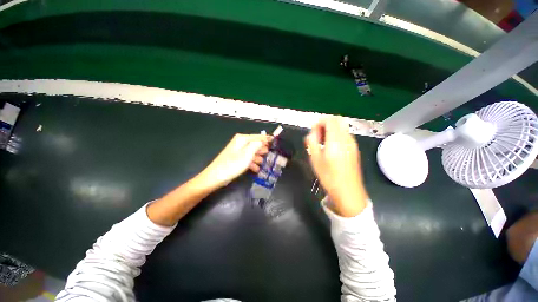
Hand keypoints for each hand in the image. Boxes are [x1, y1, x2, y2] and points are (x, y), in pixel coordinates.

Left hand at [197, 134, 270, 189]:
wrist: (216, 177)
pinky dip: (252, 163)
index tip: (275, 142)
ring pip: (253, 152)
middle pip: (256, 144)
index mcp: (242, 139)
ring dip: (258, 158)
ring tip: (262, 165)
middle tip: (269, 156)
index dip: (267, 139)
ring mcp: (238, 150)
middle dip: (262, 150)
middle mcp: (240, 142)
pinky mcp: (237, 158)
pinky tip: (256, 169)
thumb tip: (264, 139)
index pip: (258, 136)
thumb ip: (257, 145)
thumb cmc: (233, 165)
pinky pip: (248, 158)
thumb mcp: (247, 154)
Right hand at [305, 118, 367, 216]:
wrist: (348, 191)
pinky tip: (331, 148)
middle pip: (338, 120)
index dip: (319, 122)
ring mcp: (352, 143)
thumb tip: (311, 134)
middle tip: (318, 135)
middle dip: (326, 123)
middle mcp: (346, 139)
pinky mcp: (354, 149)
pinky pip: (345, 135)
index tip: (313, 131)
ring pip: (342, 127)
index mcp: (336, 140)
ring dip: (331, 129)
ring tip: (322, 143)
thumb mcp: (315, 159)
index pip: (330, 120)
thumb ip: (311, 142)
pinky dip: (337, 135)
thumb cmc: (329, 176)